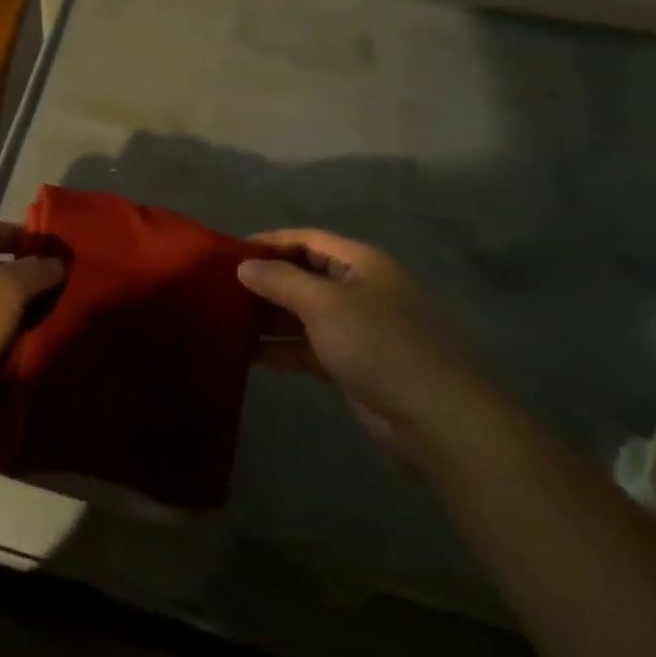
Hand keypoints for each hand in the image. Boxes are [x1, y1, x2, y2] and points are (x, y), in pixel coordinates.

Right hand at [240, 230, 505, 462]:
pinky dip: (283, 348)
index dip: (269, 242)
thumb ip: (280, 281)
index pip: (306, 239)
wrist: (435, 417)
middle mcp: (358, 288)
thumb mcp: (324, 304)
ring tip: (226, 322)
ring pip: (303, 313)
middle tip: (220, 289)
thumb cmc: (378, 344)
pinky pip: (309, 345)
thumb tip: (243, 265)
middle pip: (303, 275)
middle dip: (265, 282)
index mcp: (359, 263)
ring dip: (269, 317)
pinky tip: (249, 356)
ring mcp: (356, 327)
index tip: (229, 252)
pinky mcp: (352, 362)